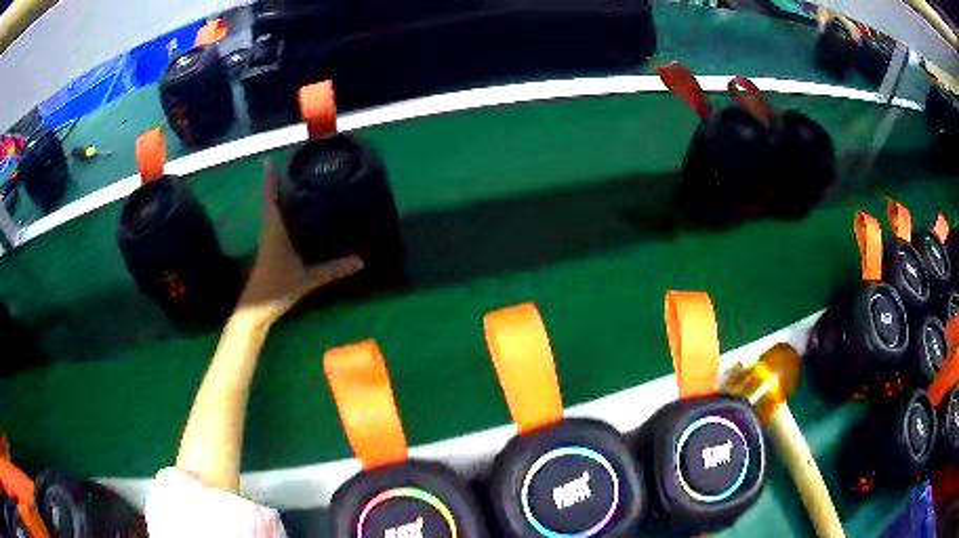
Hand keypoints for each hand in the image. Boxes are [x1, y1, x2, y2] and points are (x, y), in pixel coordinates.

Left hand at [236, 158, 363, 324]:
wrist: (256, 309)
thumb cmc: (277, 287)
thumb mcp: (307, 279)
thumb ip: (332, 269)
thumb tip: (360, 261)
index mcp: (274, 230)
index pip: (270, 198)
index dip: (269, 179)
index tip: (267, 160)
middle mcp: (268, 230)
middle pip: (270, 201)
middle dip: (276, 183)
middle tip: (290, 167)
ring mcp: (267, 240)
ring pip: (271, 212)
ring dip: (277, 197)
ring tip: (293, 184)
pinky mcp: (268, 250)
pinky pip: (274, 223)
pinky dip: (280, 213)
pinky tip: (292, 215)